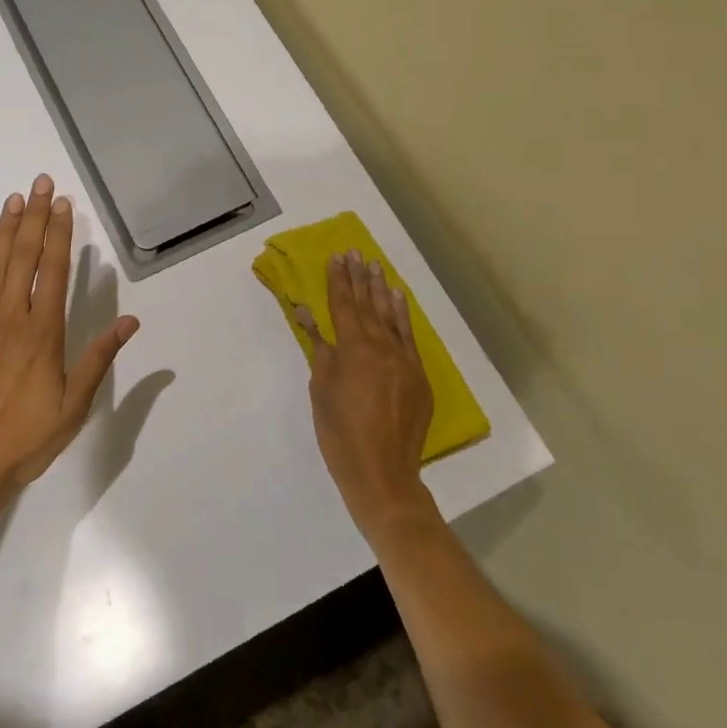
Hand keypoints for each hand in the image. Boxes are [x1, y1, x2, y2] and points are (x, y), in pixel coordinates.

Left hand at [0, 174, 139, 505]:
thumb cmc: (26, 438)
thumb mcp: (74, 406)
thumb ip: (99, 359)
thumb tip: (130, 322)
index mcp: (42, 333)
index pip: (53, 271)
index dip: (59, 234)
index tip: (63, 204)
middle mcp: (10, 318)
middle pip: (24, 257)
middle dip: (34, 217)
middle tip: (40, 183)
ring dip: (6, 228)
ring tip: (16, 198)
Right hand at [297, 252, 439, 546]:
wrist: (383, 474)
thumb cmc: (340, 433)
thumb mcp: (320, 389)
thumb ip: (319, 349)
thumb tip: (307, 315)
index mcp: (354, 350)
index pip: (343, 306)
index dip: (338, 281)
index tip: (336, 257)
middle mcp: (382, 348)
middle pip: (368, 305)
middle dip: (360, 278)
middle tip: (356, 252)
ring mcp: (405, 361)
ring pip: (392, 317)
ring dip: (382, 290)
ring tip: (376, 266)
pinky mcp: (419, 377)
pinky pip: (410, 337)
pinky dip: (403, 316)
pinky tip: (399, 299)